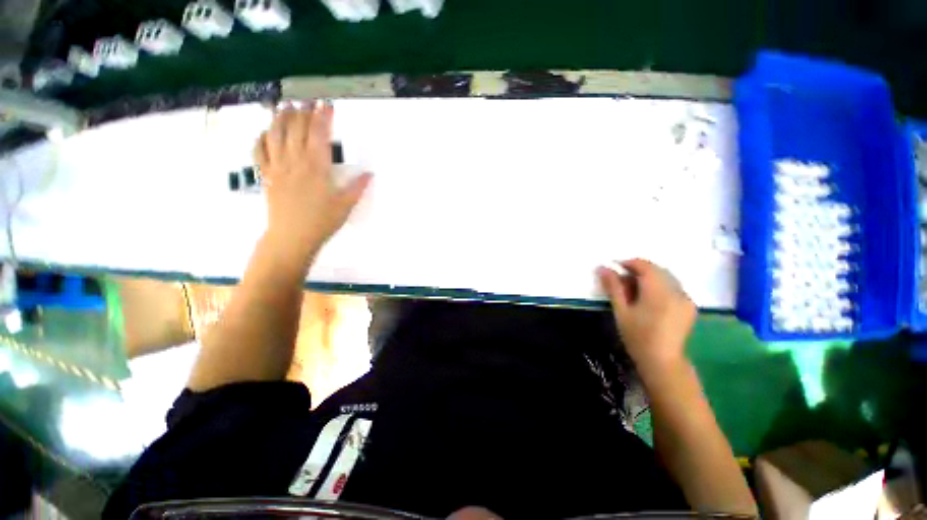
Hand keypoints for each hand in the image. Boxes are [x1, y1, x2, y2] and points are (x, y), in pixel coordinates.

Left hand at [254, 101, 371, 259]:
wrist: (292, 237)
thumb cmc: (322, 222)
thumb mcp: (345, 206)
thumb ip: (357, 188)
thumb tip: (370, 174)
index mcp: (316, 167)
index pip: (319, 135)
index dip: (323, 117)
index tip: (326, 104)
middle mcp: (295, 161)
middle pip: (296, 129)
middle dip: (303, 112)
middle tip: (307, 101)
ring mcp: (277, 167)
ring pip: (275, 134)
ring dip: (280, 118)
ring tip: (286, 107)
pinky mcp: (266, 175)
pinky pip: (259, 151)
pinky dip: (261, 138)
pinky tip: (265, 132)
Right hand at [597, 259, 696, 376]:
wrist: (662, 361)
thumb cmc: (637, 336)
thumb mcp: (621, 310)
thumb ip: (613, 287)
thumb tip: (602, 267)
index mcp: (659, 291)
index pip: (645, 266)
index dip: (629, 263)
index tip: (614, 268)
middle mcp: (676, 291)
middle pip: (656, 270)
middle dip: (638, 270)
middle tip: (621, 280)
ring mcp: (686, 299)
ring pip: (666, 277)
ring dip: (649, 278)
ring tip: (633, 290)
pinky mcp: (689, 306)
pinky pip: (673, 287)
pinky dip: (659, 286)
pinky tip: (649, 299)